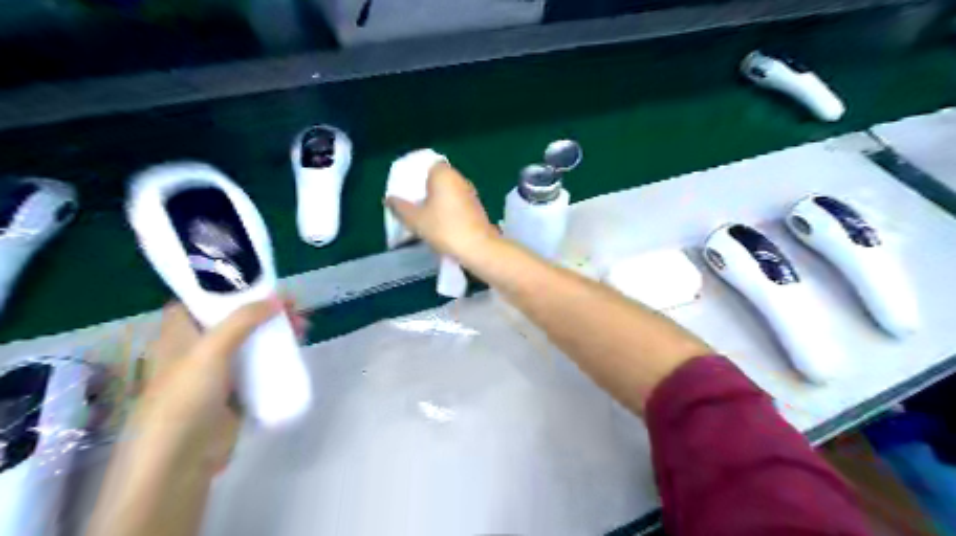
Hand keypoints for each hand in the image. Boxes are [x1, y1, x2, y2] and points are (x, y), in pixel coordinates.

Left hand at [132, 299, 302, 470]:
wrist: (181, 458)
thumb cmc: (185, 397)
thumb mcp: (211, 351)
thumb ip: (243, 320)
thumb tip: (277, 299)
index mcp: (178, 334)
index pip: (200, 300)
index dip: (229, 288)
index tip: (261, 283)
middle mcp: (197, 348)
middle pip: (234, 319)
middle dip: (264, 309)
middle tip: (294, 306)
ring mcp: (218, 371)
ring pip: (251, 341)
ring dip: (276, 331)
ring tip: (303, 326)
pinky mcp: (236, 390)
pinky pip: (260, 364)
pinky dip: (277, 355)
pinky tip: (296, 350)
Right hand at [383, 163, 500, 261]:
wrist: (478, 248)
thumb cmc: (445, 228)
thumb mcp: (415, 220)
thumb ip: (400, 207)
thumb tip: (389, 199)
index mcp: (444, 174)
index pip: (428, 165)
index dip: (416, 174)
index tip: (406, 187)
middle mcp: (460, 179)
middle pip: (437, 179)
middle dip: (424, 190)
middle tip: (410, 203)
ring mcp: (470, 194)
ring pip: (448, 192)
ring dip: (436, 202)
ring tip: (422, 216)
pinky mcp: (476, 209)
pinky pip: (456, 204)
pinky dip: (447, 210)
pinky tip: (439, 224)